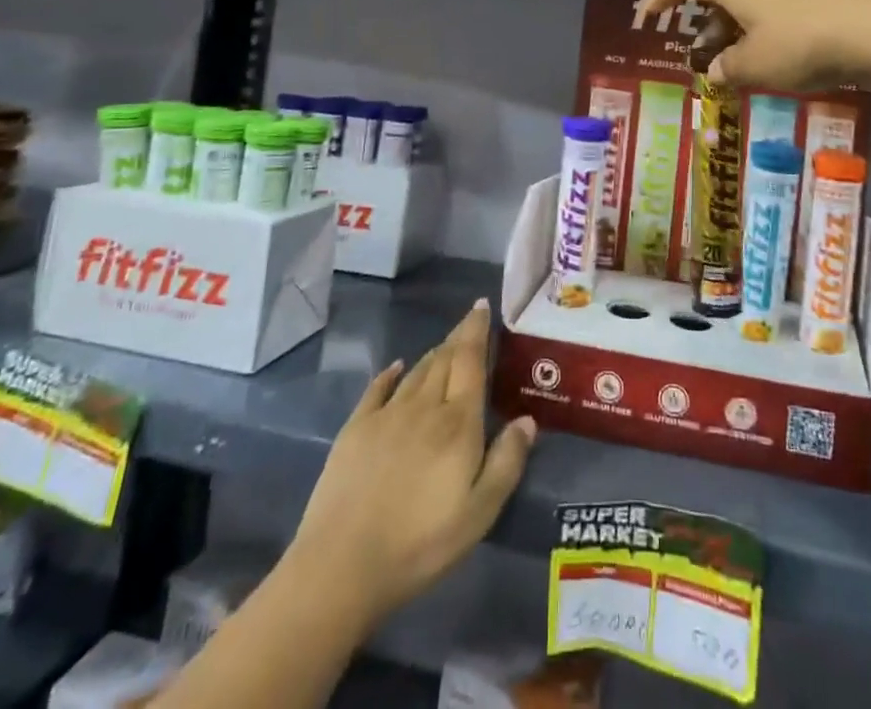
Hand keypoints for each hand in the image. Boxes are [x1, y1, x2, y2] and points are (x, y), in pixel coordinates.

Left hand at [286, 299, 535, 628]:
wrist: (342, 564)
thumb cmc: (420, 544)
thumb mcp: (479, 513)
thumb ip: (506, 462)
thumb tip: (527, 419)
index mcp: (457, 423)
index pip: (470, 361)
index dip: (476, 330)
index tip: (481, 306)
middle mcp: (423, 406)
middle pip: (444, 360)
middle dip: (458, 337)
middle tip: (469, 322)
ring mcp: (386, 415)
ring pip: (416, 372)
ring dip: (433, 355)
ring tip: (445, 346)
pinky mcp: (355, 430)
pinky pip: (378, 389)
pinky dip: (391, 374)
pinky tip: (397, 368)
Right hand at [639, 0, 870, 91]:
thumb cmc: (803, 44)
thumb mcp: (756, 64)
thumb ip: (728, 69)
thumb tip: (716, 71)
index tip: (646, 20)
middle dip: (698, 23)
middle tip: (694, 55)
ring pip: (744, 5)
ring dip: (728, 33)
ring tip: (729, 67)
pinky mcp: (813, 2)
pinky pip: (769, 15)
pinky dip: (755, 35)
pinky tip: (766, 62)